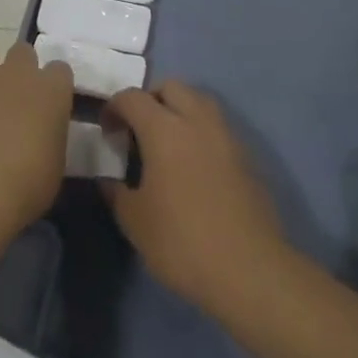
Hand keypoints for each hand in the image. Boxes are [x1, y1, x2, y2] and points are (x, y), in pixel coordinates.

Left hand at [0, 42, 73, 238]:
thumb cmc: (25, 184)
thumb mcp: (54, 164)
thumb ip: (48, 136)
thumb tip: (39, 135)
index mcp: (51, 90)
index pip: (59, 70)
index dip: (52, 85)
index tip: (47, 103)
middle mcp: (18, 72)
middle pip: (22, 52)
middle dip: (18, 69)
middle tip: (12, 98)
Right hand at [101, 81, 292, 315]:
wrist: (249, 270)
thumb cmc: (182, 241)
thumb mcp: (134, 221)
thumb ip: (116, 192)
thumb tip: (108, 180)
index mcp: (164, 130)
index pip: (132, 97)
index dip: (114, 108)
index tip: (107, 132)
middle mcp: (198, 122)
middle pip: (172, 87)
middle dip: (150, 100)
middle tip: (138, 130)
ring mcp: (227, 137)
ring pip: (200, 102)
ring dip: (180, 111)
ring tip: (167, 144)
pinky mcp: (247, 157)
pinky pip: (218, 128)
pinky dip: (201, 133)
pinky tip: (193, 166)